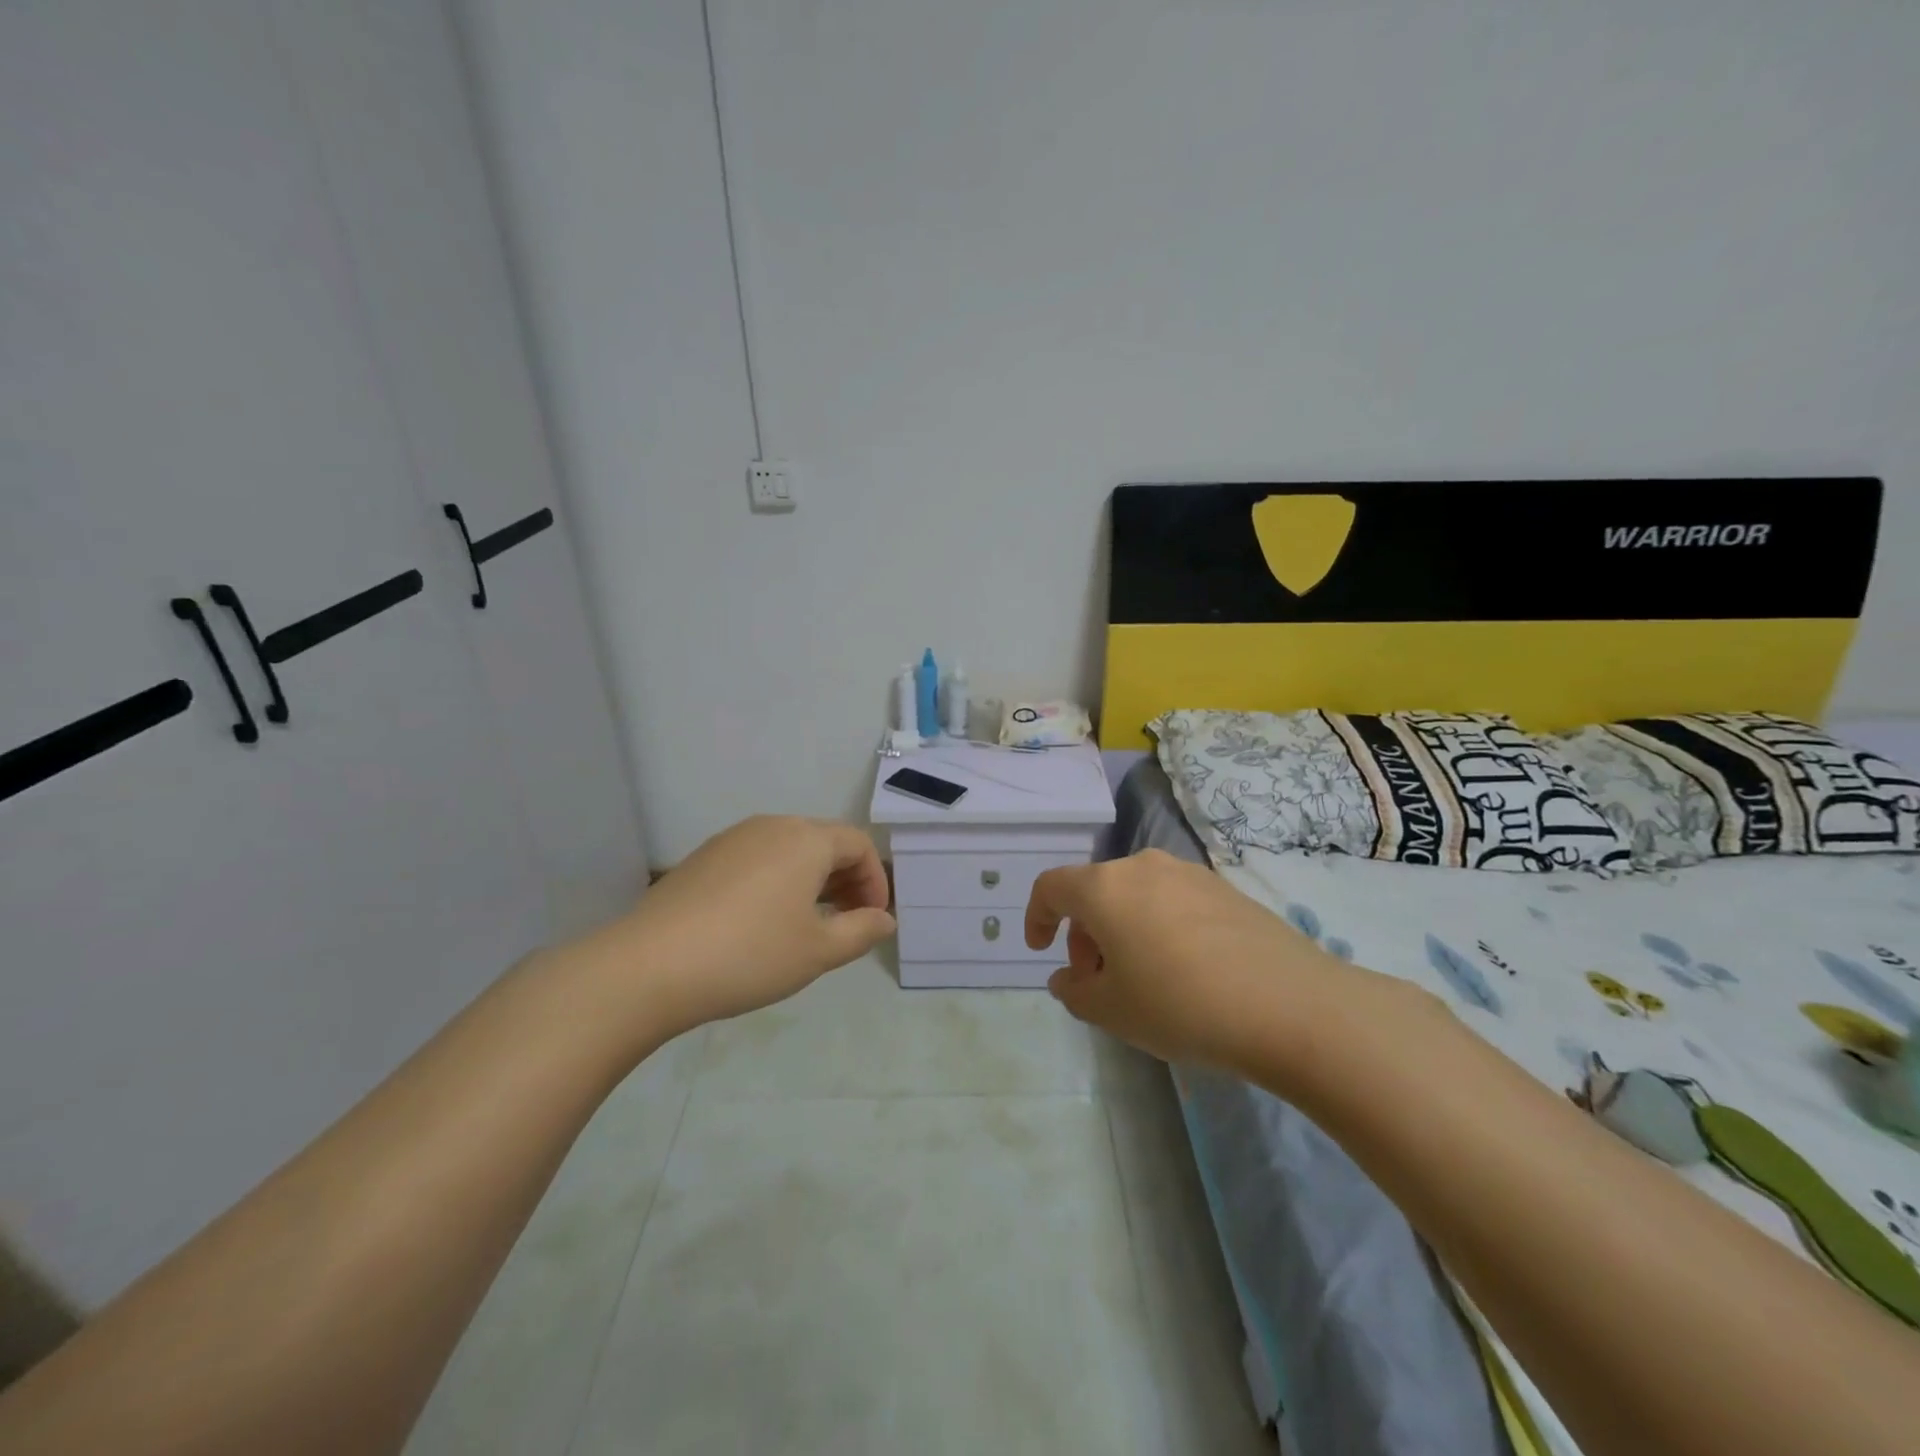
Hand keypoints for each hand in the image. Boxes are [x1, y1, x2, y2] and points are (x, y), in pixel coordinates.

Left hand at [586, 816, 895, 1043]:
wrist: (649, 967)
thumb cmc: (750, 954)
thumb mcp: (819, 951)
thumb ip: (861, 931)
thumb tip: (885, 919)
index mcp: (806, 839)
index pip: (858, 845)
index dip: (875, 881)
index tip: (872, 920)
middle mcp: (771, 826)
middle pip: (824, 842)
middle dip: (845, 879)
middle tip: (847, 923)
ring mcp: (732, 839)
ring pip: (789, 850)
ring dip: (811, 881)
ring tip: (808, 924)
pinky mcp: (703, 858)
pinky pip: (757, 860)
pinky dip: (777, 882)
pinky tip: (763, 922)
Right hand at [1024, 849, 1382, 1080]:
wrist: (1291, 1006)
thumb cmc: (1181, 1005)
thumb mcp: (1112, 1011)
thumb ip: (1075, 991)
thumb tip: (1070, 977)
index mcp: (1105, 887)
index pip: (1051, 887)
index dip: (1037, 916)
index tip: (1042, 951)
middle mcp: (1144, 867)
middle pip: (1095, 890)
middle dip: (1084, 933)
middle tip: (1098, 980)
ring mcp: (1190, 874)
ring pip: (1136, 895)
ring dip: (1122, 930)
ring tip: (1142, 979)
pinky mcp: (1226, 890)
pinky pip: (1173, 902)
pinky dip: (1159, 927)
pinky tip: (1184, 971)